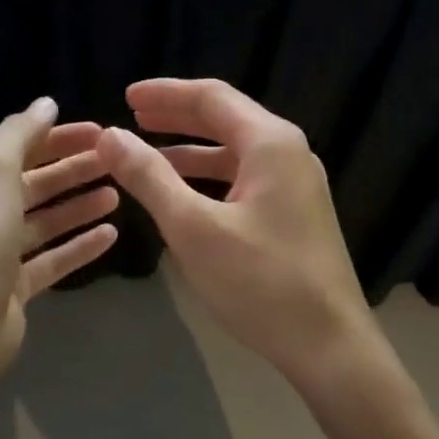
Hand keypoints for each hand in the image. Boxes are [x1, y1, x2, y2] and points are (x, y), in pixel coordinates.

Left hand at [0, 97, 119, 379]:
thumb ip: (19, 133)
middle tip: (118, 161)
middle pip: (35, 184)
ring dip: (80, 206)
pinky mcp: (16, 289)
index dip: (59, 137)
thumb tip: (46, 103)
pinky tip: (112, 236)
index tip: (102, 131)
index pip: (19, 149)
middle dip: (75, 169)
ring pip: (47, 222)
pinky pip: (54, 259)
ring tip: (119, 195)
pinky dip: (80, 246)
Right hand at [96, 79, 376, 385]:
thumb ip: (150, 177)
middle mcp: (289, 153)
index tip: (125, 97)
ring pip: (235, 152)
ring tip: (147, 155)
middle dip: (177, 117)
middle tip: (132, 117)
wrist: (329, 344)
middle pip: (226, 119)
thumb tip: (110, 135)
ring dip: (191, 151)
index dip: (165, 94)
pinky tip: (184, 195)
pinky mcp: (296, 213)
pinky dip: (211, 179)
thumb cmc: (260, 283)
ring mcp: (297, 184)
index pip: (212, 97)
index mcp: (270, 143)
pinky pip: (246, 180)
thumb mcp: (194, 228)